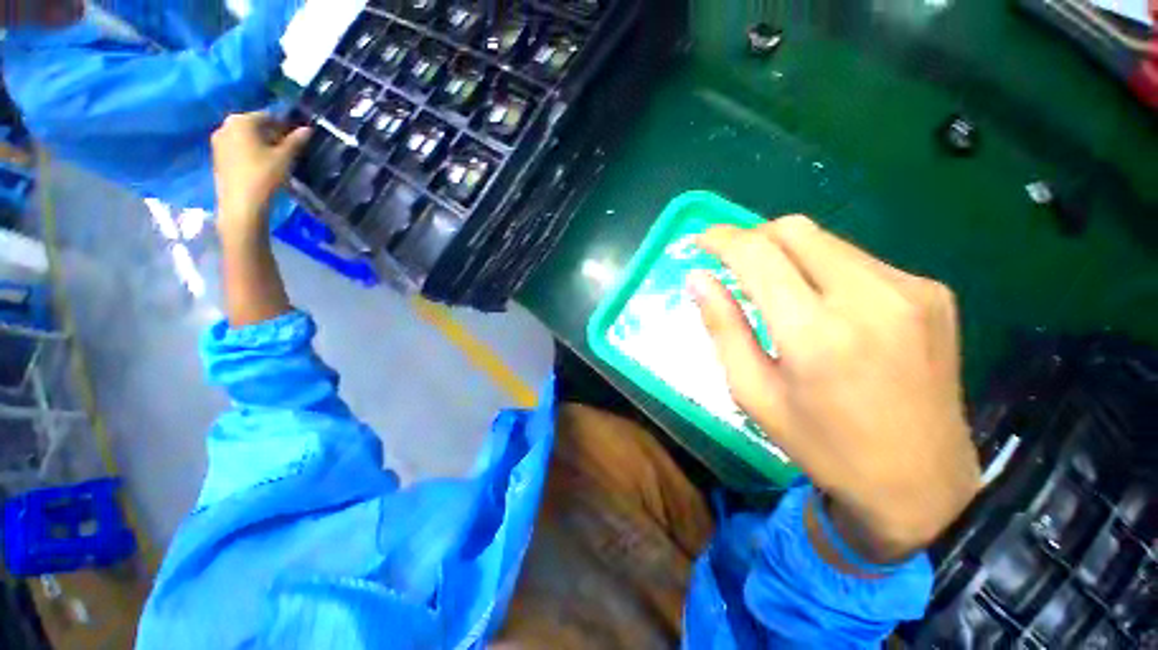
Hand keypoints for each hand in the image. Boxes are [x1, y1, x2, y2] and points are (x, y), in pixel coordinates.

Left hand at [211, 112, 310, 236]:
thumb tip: (308, 129)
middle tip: (288, 148)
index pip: (269, 116)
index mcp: (242, 120)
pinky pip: (237, 147)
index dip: (285, 126)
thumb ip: (296, 141)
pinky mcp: (217, 156)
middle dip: (271, 134)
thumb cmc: (264, 175)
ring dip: (260, 143)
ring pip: (245, 136)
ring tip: (276, 158)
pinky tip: (261, 164)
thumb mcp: (285, 157)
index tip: (297, 137)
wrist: (241, 203)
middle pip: (254, 125)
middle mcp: (226, 125)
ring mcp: (218, 140)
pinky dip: (250, 151)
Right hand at [691, 216, 979, 563]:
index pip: (758, 255)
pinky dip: (824, 268)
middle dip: (753, 237)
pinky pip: (859, 260)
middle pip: (795, 230)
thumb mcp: (753, 392)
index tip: (702, 240)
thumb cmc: (822, 444)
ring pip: (827, 240)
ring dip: (788, 253)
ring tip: (774, 286)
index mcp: (815, 332)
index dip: (723, 239)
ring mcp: (911, 289)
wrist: (921, 481)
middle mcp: (869, 297)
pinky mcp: (932, 292)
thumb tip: (698, 279)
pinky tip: (823, 303)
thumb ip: (723, 327)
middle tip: (733, 262)